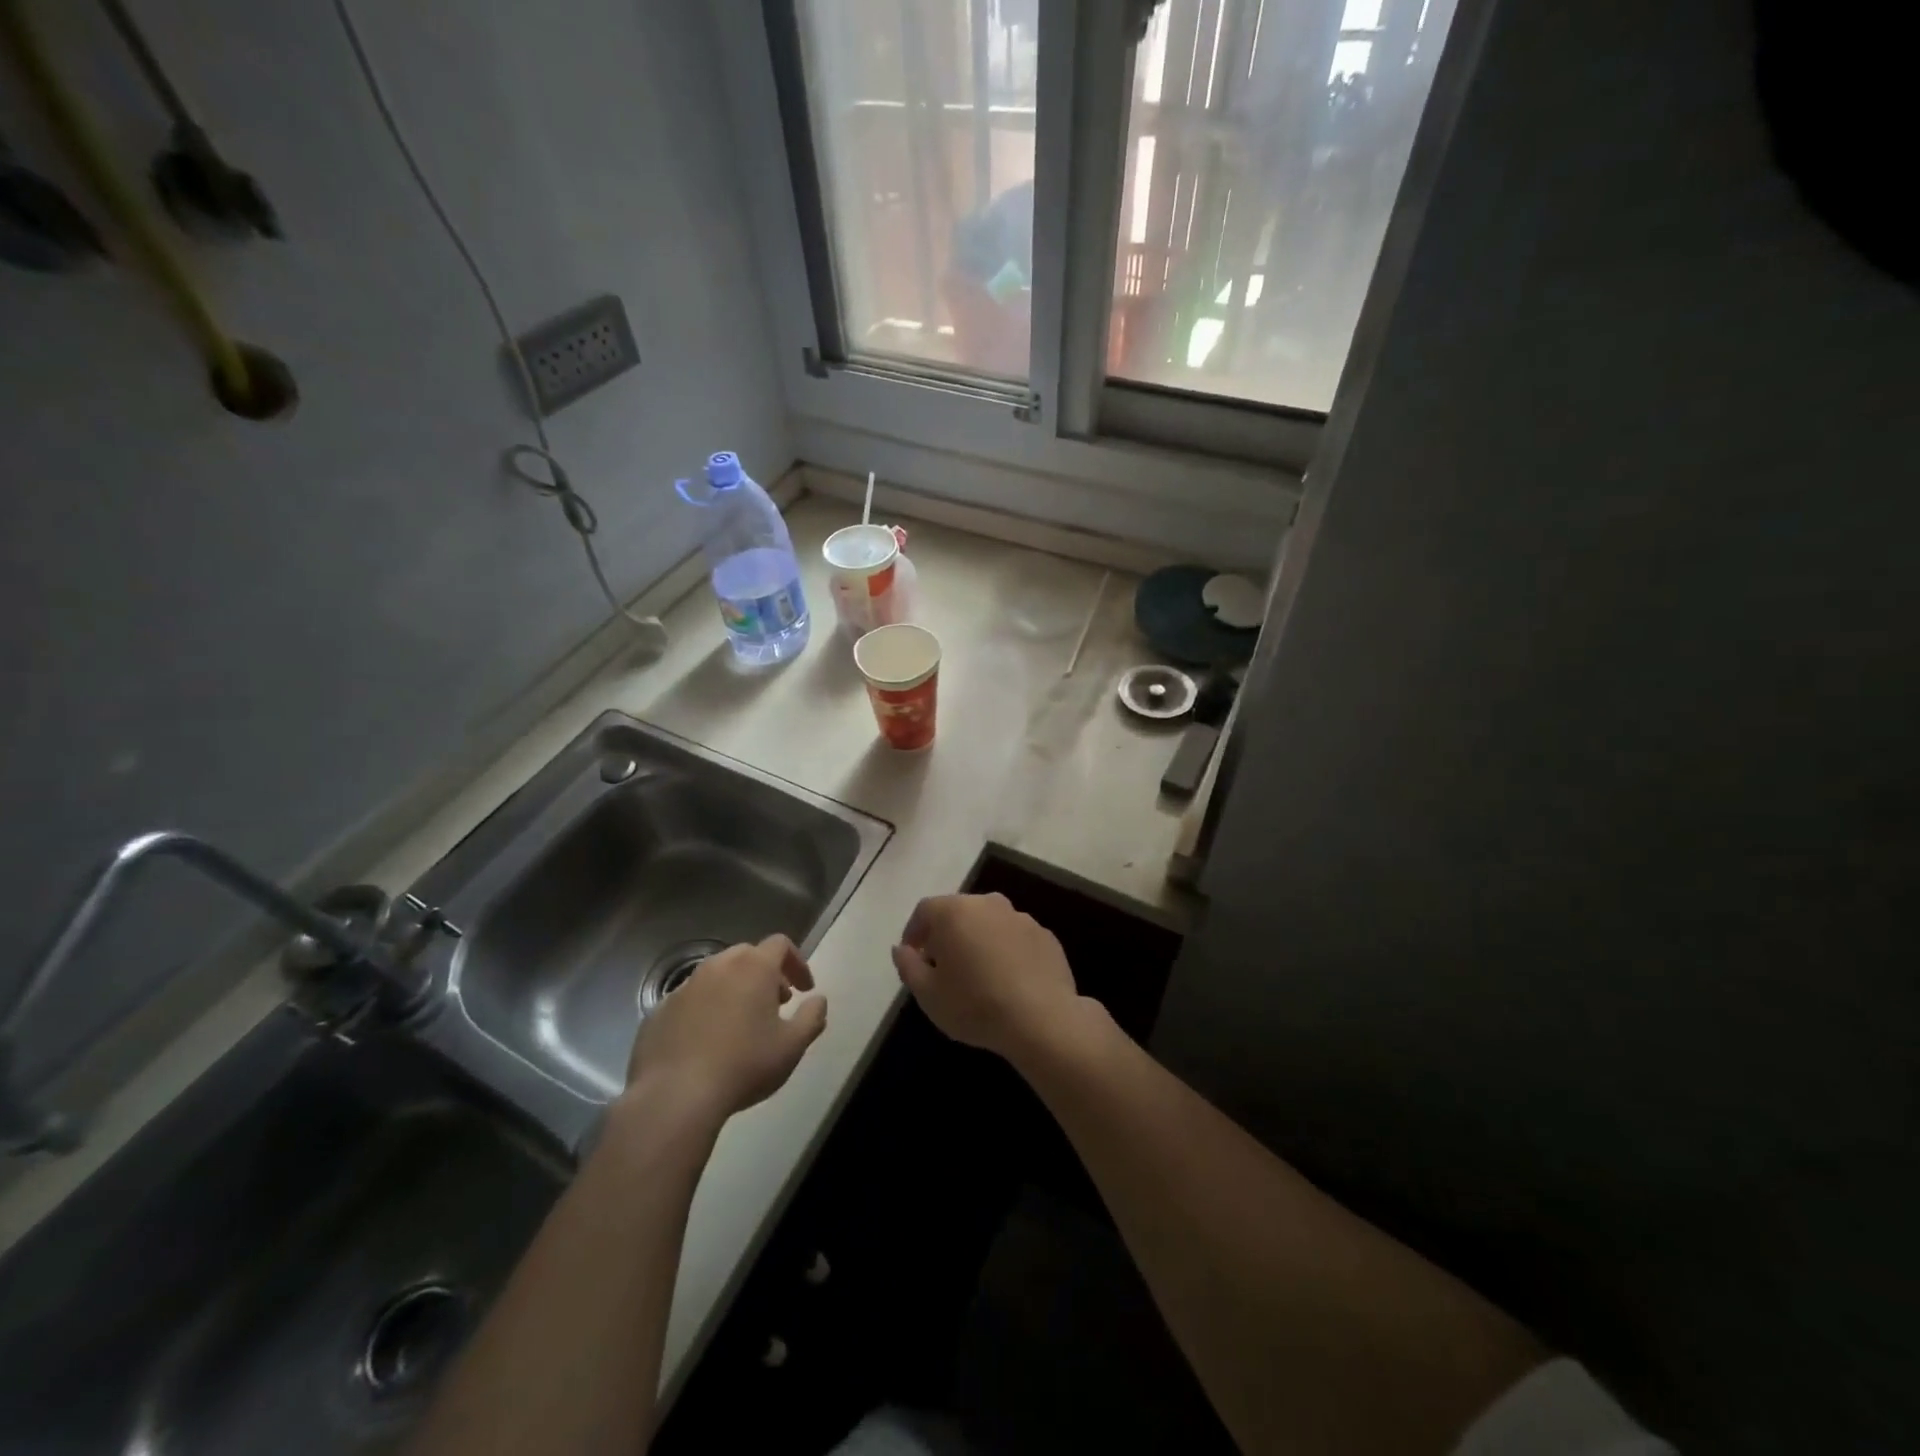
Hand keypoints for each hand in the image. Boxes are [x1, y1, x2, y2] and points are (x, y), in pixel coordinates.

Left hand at [623, 935, 826, 1122]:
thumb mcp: (792, 1046)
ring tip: (741, 1024)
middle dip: (766, 974)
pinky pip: (690, 1000)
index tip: (804, 990)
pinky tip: (707, 1043)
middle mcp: (717, 966)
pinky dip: (705, 1010)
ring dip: (734, 990)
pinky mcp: (659, 1011)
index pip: (781, 944)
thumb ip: (812, 1017)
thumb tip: (818, 1000)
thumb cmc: (744, 1065)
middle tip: (775, 1004)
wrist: (674, 1096)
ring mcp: (684, 987)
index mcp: (753, 967)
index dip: (796, 963)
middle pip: (747, 955)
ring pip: (716, 976)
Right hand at [891, 893, 1079, 1061]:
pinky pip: (1015, 938)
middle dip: (946, 934)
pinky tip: (1007, 981)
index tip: (913, 956)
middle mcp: (989, 904)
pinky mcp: (1045, 936)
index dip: (914, 932)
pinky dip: (1005, 951)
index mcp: (956, 911)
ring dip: (978, 941)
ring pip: (989, 923)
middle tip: (942, 966)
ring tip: (976, 975)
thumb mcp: (928, 994)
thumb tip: (901, 949)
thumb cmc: (975, 1005)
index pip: (925, 910)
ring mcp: (1021, 917)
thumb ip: (908, 966)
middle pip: (958, 912)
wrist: (1041, 1020)